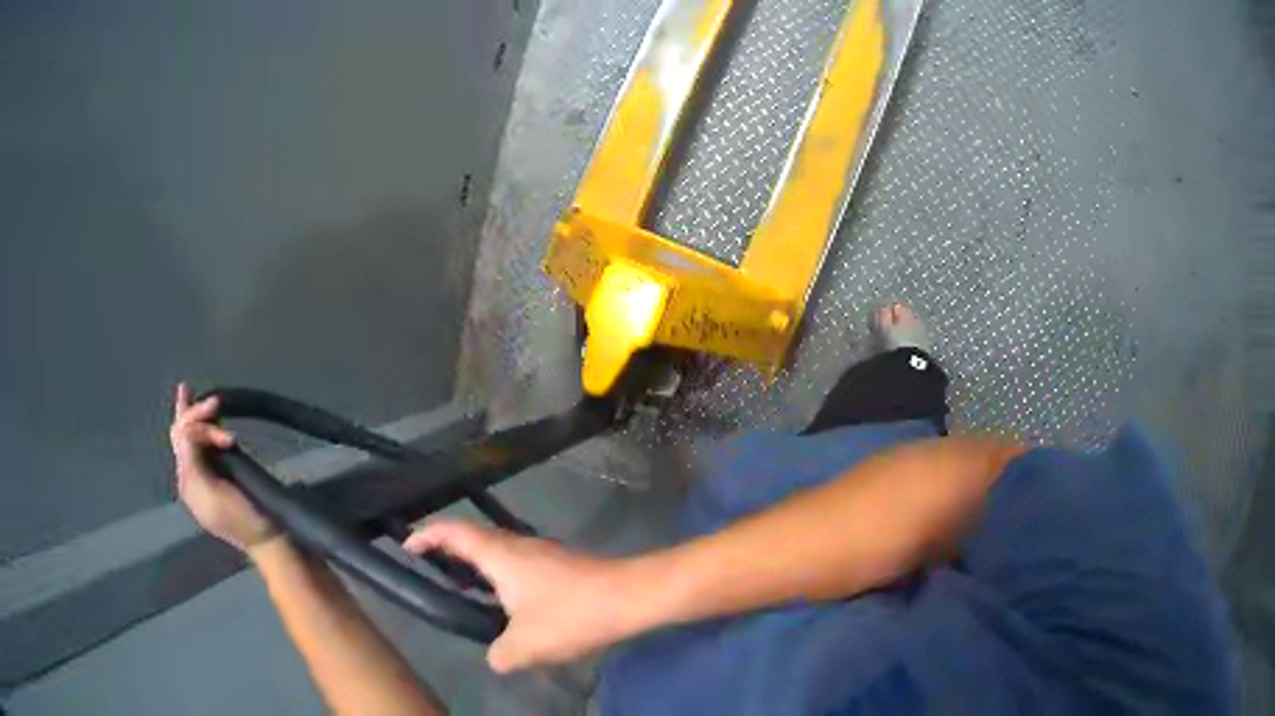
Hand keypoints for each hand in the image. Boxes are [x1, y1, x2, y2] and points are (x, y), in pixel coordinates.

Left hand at [170, 382, 278, 553]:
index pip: (181, 437)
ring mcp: (208, 472)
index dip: (195, 420)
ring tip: (217, 404)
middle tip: (217, 401)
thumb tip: (185, 431)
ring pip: (194, 435)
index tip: (218, 408)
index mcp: (187, 480)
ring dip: (203, 419)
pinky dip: (208, 428)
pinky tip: (213, 417)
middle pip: (183, 433)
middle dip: (196, 413)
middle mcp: (192, 472)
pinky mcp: (224, 472)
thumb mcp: (211, 494)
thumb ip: (192, 462)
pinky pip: (208, 443)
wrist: (269, 538)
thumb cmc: (241, 519)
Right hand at [404, 521, 641, 672]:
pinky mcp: (562, 564)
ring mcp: (543, 552)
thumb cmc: (571, 614)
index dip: (427, 535)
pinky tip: (512, 606)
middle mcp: (518, 545)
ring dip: (480, 566)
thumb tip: (495, 658)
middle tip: (434, 572)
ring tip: (469, 593)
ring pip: (500, 551)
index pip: (453, 532)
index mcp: (500, 555)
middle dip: (450, 551)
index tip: (408, 546)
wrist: (630, 598)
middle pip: (475, 538)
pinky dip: (504, 576)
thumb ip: (500, 654)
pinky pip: (520, 564)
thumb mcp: (527, 644)